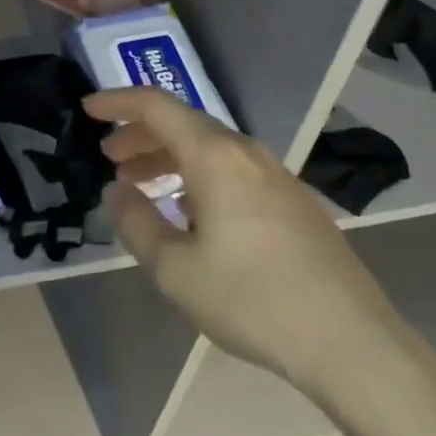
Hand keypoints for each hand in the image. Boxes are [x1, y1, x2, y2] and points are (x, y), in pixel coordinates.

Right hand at [90, 87, 411, 400]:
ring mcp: (274, 173)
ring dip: (170, 157)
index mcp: (215, 156)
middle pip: (185, 125)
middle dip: (142, 135)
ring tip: (141, 184)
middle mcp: (245, 152)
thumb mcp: (178, 271)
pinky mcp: (291, 198)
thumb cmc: (252, 300)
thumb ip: (138, 224)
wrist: (346, 334)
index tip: (89, 109)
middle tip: (110, 157)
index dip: (119, 101)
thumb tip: (119, 193)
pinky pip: (233, 169)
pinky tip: (190, 210)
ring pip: (210, 148)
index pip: (158, 107)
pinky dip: (199, 175)